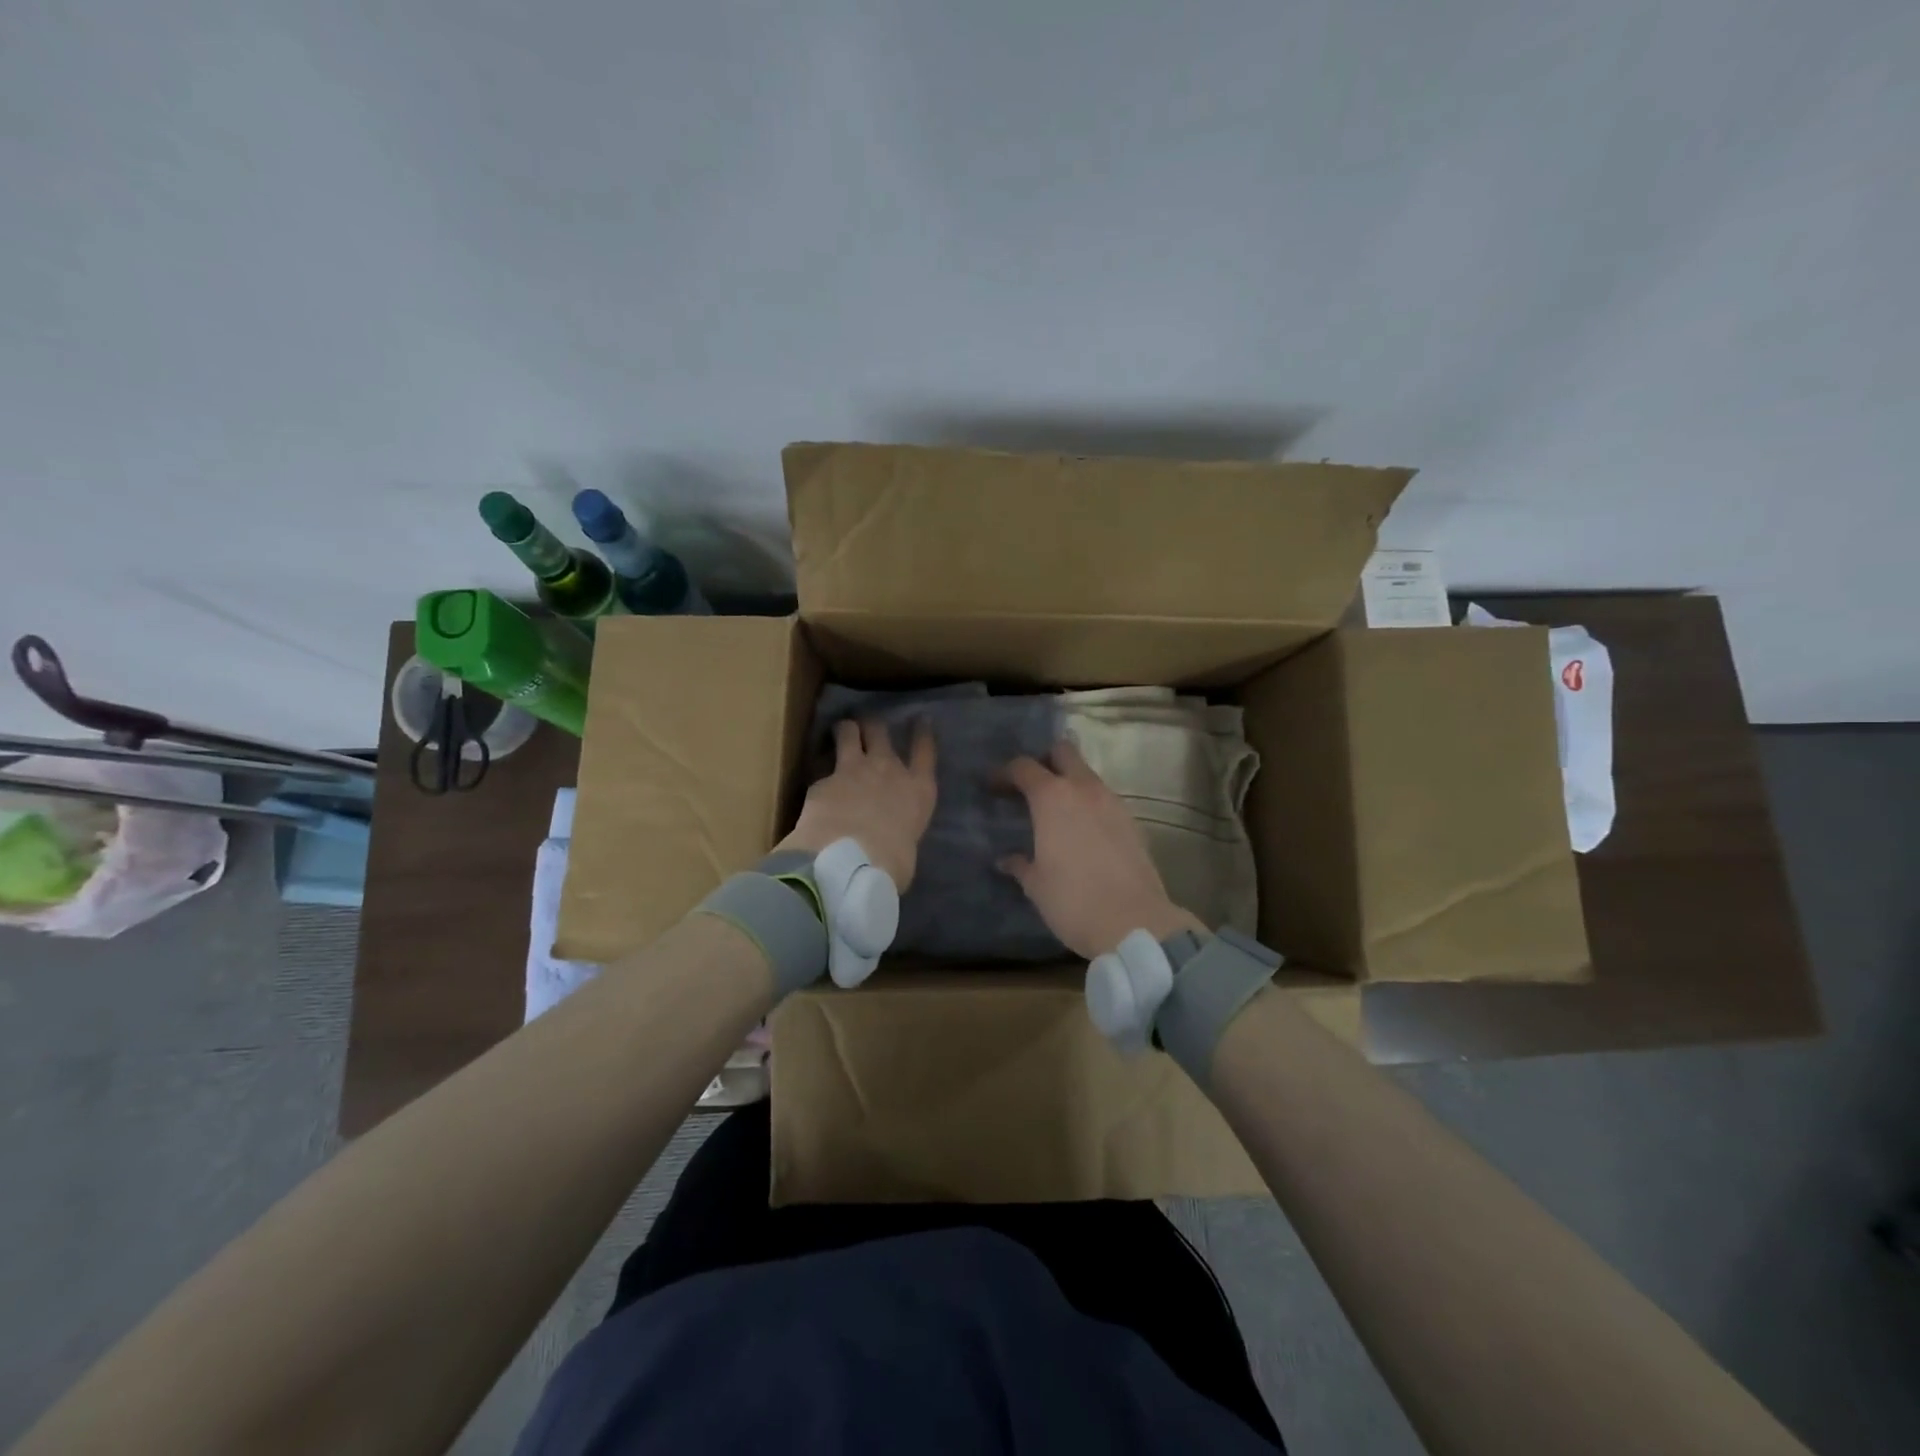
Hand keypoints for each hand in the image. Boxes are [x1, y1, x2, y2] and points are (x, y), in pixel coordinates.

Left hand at [779, 718, 937, 889]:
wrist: (851, 859)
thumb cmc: (891, 863)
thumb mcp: (907, 851)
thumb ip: (899, 835)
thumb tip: (889, 844)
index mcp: (919, 790)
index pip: (925, 750)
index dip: (922, 732)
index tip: (921, 719)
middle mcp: (888, 769)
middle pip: (881, 731)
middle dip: (873, 726)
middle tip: (867, 727)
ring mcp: (854, 769)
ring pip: (849, 732)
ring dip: (845, 730)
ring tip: (840, 732)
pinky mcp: (823, 779)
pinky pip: (821, 766)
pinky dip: (818, 770)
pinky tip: (815, 779)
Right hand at [996, 739, 1206, 959]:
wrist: (1134, 923)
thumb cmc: (1073, 900)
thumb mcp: (1036, 885)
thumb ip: (1020, 865)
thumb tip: (1006, 860)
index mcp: (1052, 798)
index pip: (1023, 767)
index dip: (1004, 773)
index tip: (993, 787)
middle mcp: (1084, 789)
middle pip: (1064, 752)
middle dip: (1045, 760)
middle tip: (1030, 785)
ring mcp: (1113, 803)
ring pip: (1087, 775)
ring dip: (1070, 783)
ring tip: (1056, 810)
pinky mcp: (1132, 822)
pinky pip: (1105, 799)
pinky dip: (1089, 804)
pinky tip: (1082, 831)